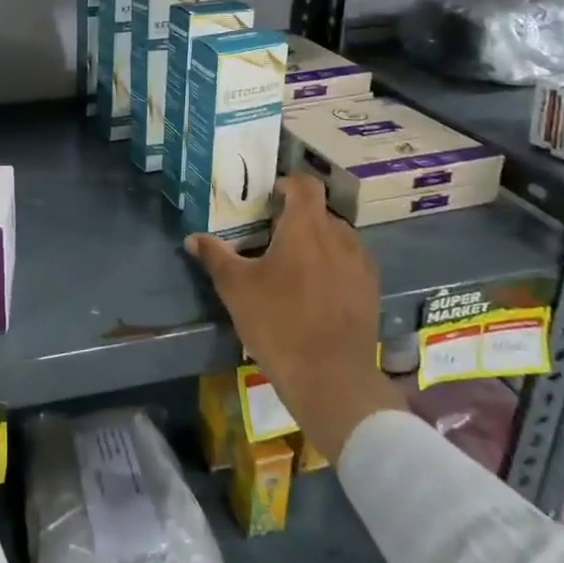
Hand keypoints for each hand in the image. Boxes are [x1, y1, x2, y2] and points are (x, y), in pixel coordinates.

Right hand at [186, 172, 406, 460]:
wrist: (330, 377)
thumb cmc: (277, 323)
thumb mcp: (236, 289)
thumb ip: (215, 256)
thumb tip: (193, 238)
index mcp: (307, 227)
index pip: (305, 185)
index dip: (287, 185)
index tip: (268, 199)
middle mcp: (340, 237)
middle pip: (319, 213)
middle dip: (296, 219)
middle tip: (270, 239)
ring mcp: (360, 264)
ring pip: (337, 238)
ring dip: (316, 243)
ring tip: (293, 268)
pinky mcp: (370, 290)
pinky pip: (350, 263)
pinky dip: (332, 265)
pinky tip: (315, 292)